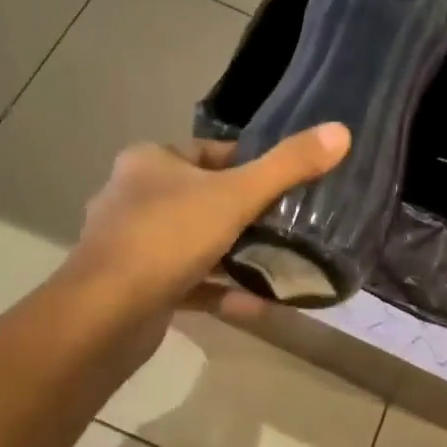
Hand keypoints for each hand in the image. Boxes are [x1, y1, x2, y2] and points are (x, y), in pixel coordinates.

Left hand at [72, 124, 351, 323]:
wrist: (105, 315)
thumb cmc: (168, 237)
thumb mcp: (237, 195)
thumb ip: (288, 166)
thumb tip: (341, 131)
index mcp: (149, 162)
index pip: (208, 152)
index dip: (248, 163)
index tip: (284, 182)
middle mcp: (133, 197)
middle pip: (201, 197)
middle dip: (243, 213)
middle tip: (288, 225)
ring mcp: (131, 245)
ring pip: (194, 243)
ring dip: (233, 255)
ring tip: (278, 263)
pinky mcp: (135, 287)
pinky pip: (187, 283)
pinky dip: (219, 291)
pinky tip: (257, 304)